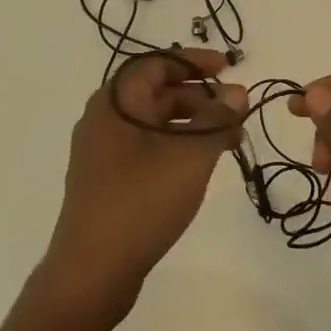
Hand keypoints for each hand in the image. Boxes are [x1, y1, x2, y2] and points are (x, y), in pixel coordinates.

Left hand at [43, 49, 246, 324]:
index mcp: (115, 102)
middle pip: (157, 91)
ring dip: (194, 123)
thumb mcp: (189, 155)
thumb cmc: (141, 202)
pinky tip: (203, 163)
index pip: (157, 63)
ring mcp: (104, 151)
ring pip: (155, 122)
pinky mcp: (109, 180)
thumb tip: (237, 91)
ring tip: (232, 139)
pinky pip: (148, 148)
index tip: (230, 67)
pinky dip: (178, 146)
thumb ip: (216, 118)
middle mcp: (105, 118)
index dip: (195, 60)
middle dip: (201, 96)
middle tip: (238, 110)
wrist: (92, 270)